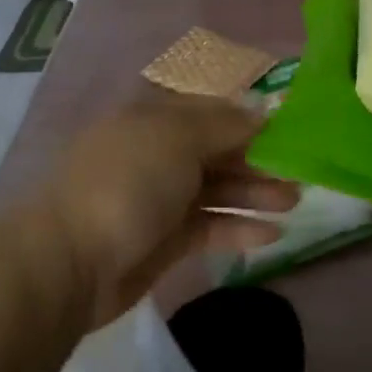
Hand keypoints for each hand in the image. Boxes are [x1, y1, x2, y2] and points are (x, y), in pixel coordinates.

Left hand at [39, 92, 299, 328]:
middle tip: (301, 172)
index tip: (290, 129)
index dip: (249, 119)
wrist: (70, 261)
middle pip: (219, 150)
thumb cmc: (126, 184)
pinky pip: (212, 226)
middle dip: (259, 159)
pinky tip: (272, 235)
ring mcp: (162, 198)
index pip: (211, 111)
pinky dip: (240, 228)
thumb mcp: (176, 138)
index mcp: (155, 119)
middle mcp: (159, 154)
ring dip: (256, 193)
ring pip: (219, 189)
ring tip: (295, 202)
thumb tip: (261, 110)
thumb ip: (224, 124)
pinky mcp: (167, 240)